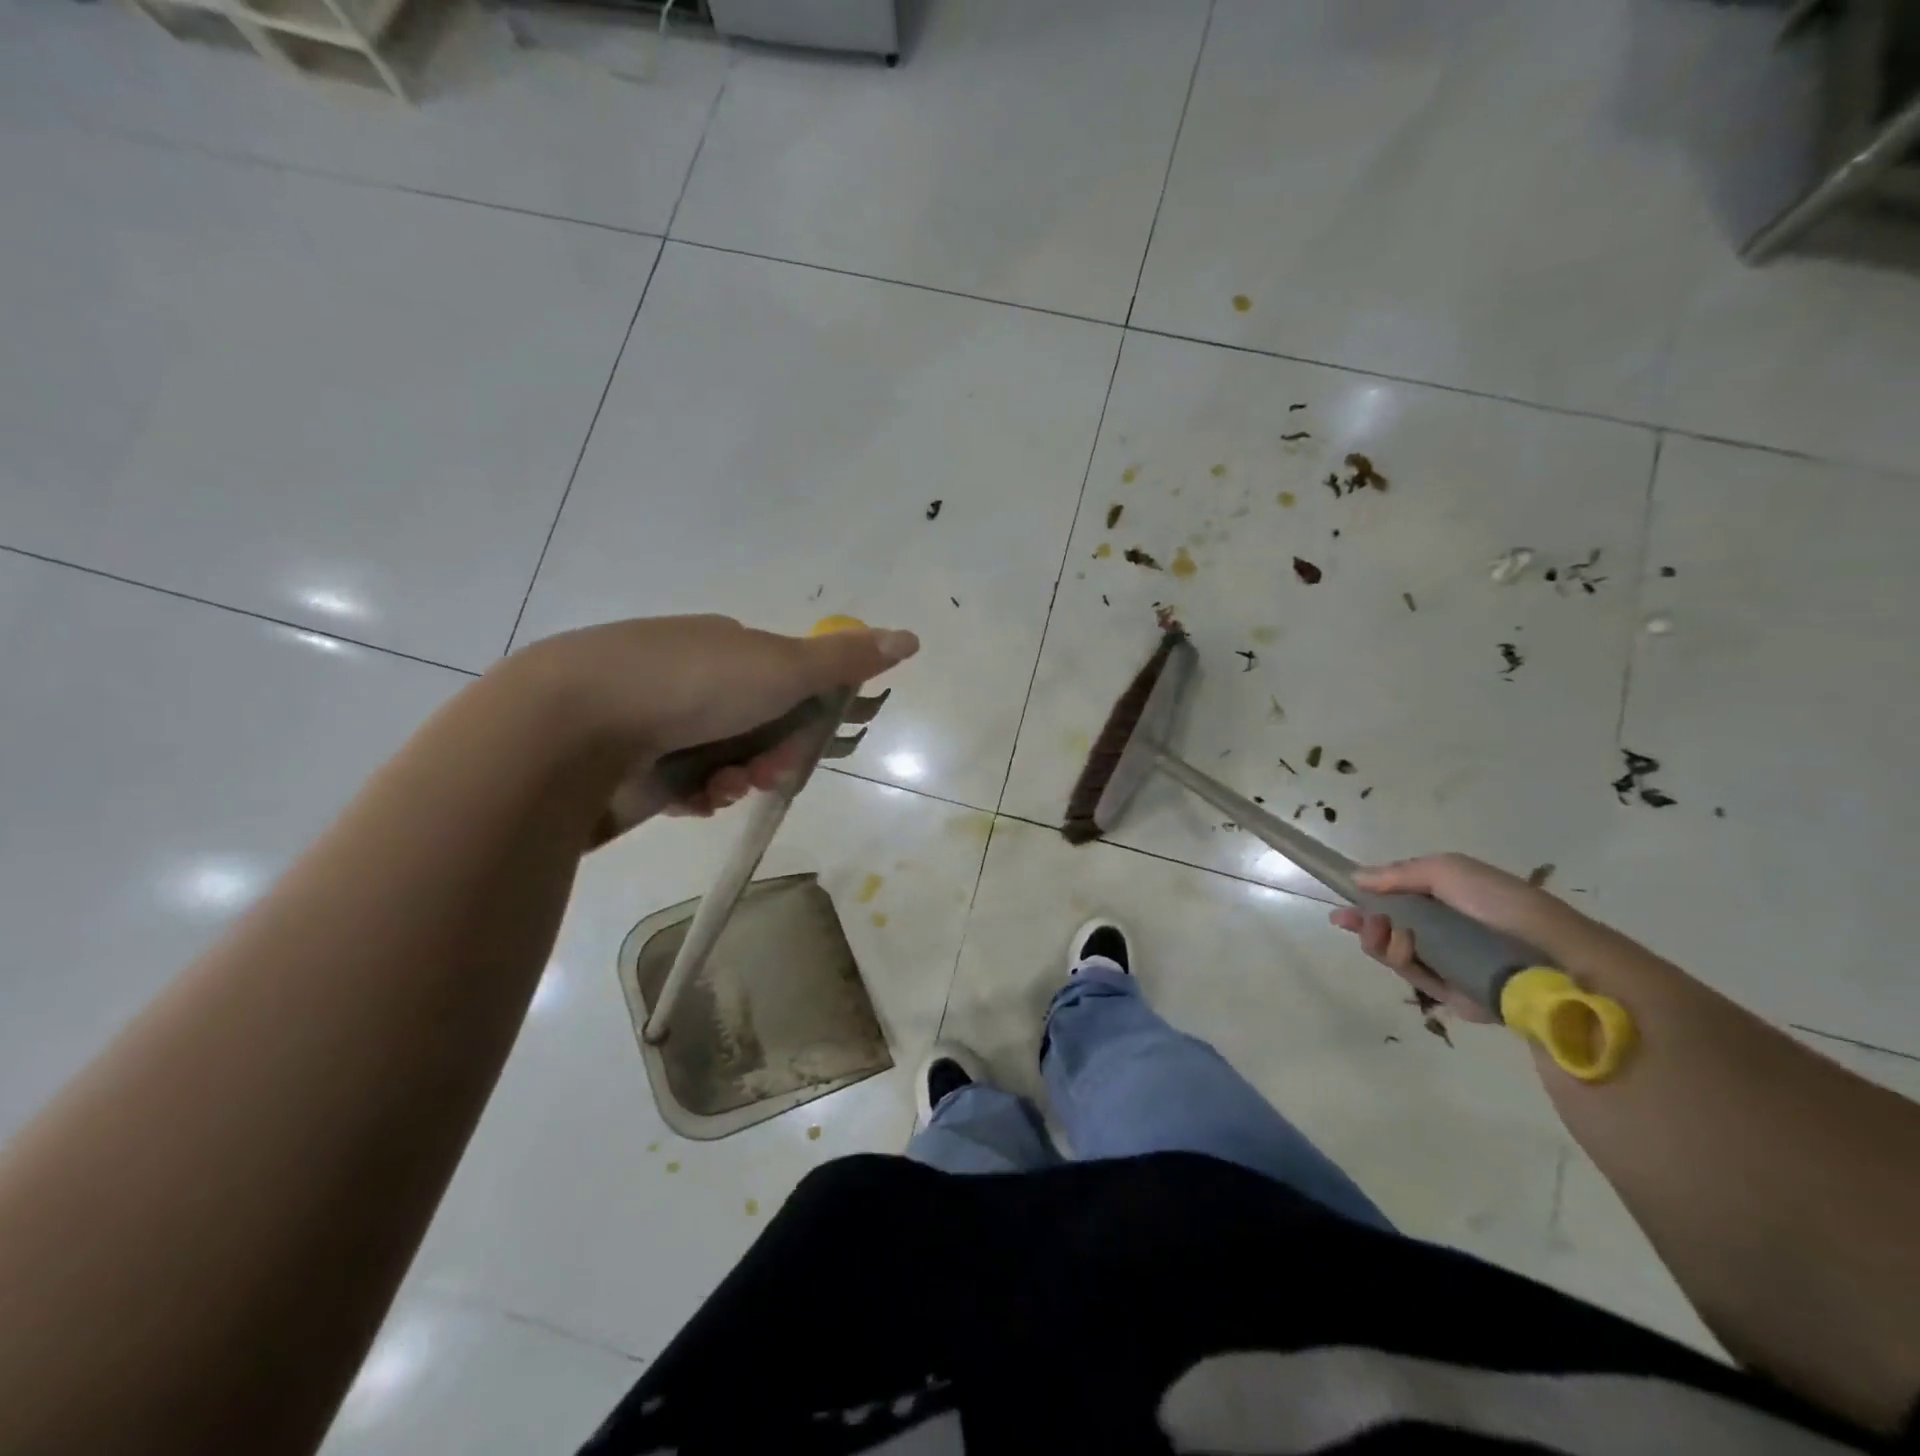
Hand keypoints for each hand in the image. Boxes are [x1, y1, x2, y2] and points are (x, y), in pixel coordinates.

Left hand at [507, 614, 917, 836]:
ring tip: (720, 788)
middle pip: (761, 726)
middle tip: (766, 770)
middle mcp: (692, 676)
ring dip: (737, 779)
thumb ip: (847, 659)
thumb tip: (911, 638)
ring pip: (726, 760)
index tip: (816, 740)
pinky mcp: (631, 761)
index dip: (811, 713)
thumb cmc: (692, 683)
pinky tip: (690, 799)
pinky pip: (686, 785)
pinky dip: (698, 795)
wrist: (575, 722)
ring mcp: (658, 718)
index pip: (790, 681)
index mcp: (727, 644)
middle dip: (773, 754)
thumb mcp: (783, 665)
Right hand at [1329, 853, 1627, 1024]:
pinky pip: (1415, 979)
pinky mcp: (1454, 996)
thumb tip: (1358, 879)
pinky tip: (1403, 951)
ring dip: (1381, 942)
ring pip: (1397, 954)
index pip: (1400, 900)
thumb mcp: (1449, 871)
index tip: (1343, 906)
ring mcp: (1450, 963)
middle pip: (1392, 928)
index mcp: (1450, 900)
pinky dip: (1403, 964)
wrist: (1553, 960)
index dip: (1369, 901)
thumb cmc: (1500, 906)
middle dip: (1368, 924)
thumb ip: (1400, 873)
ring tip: (1384, 933)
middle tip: (1353, 922)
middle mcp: (1448, 932)